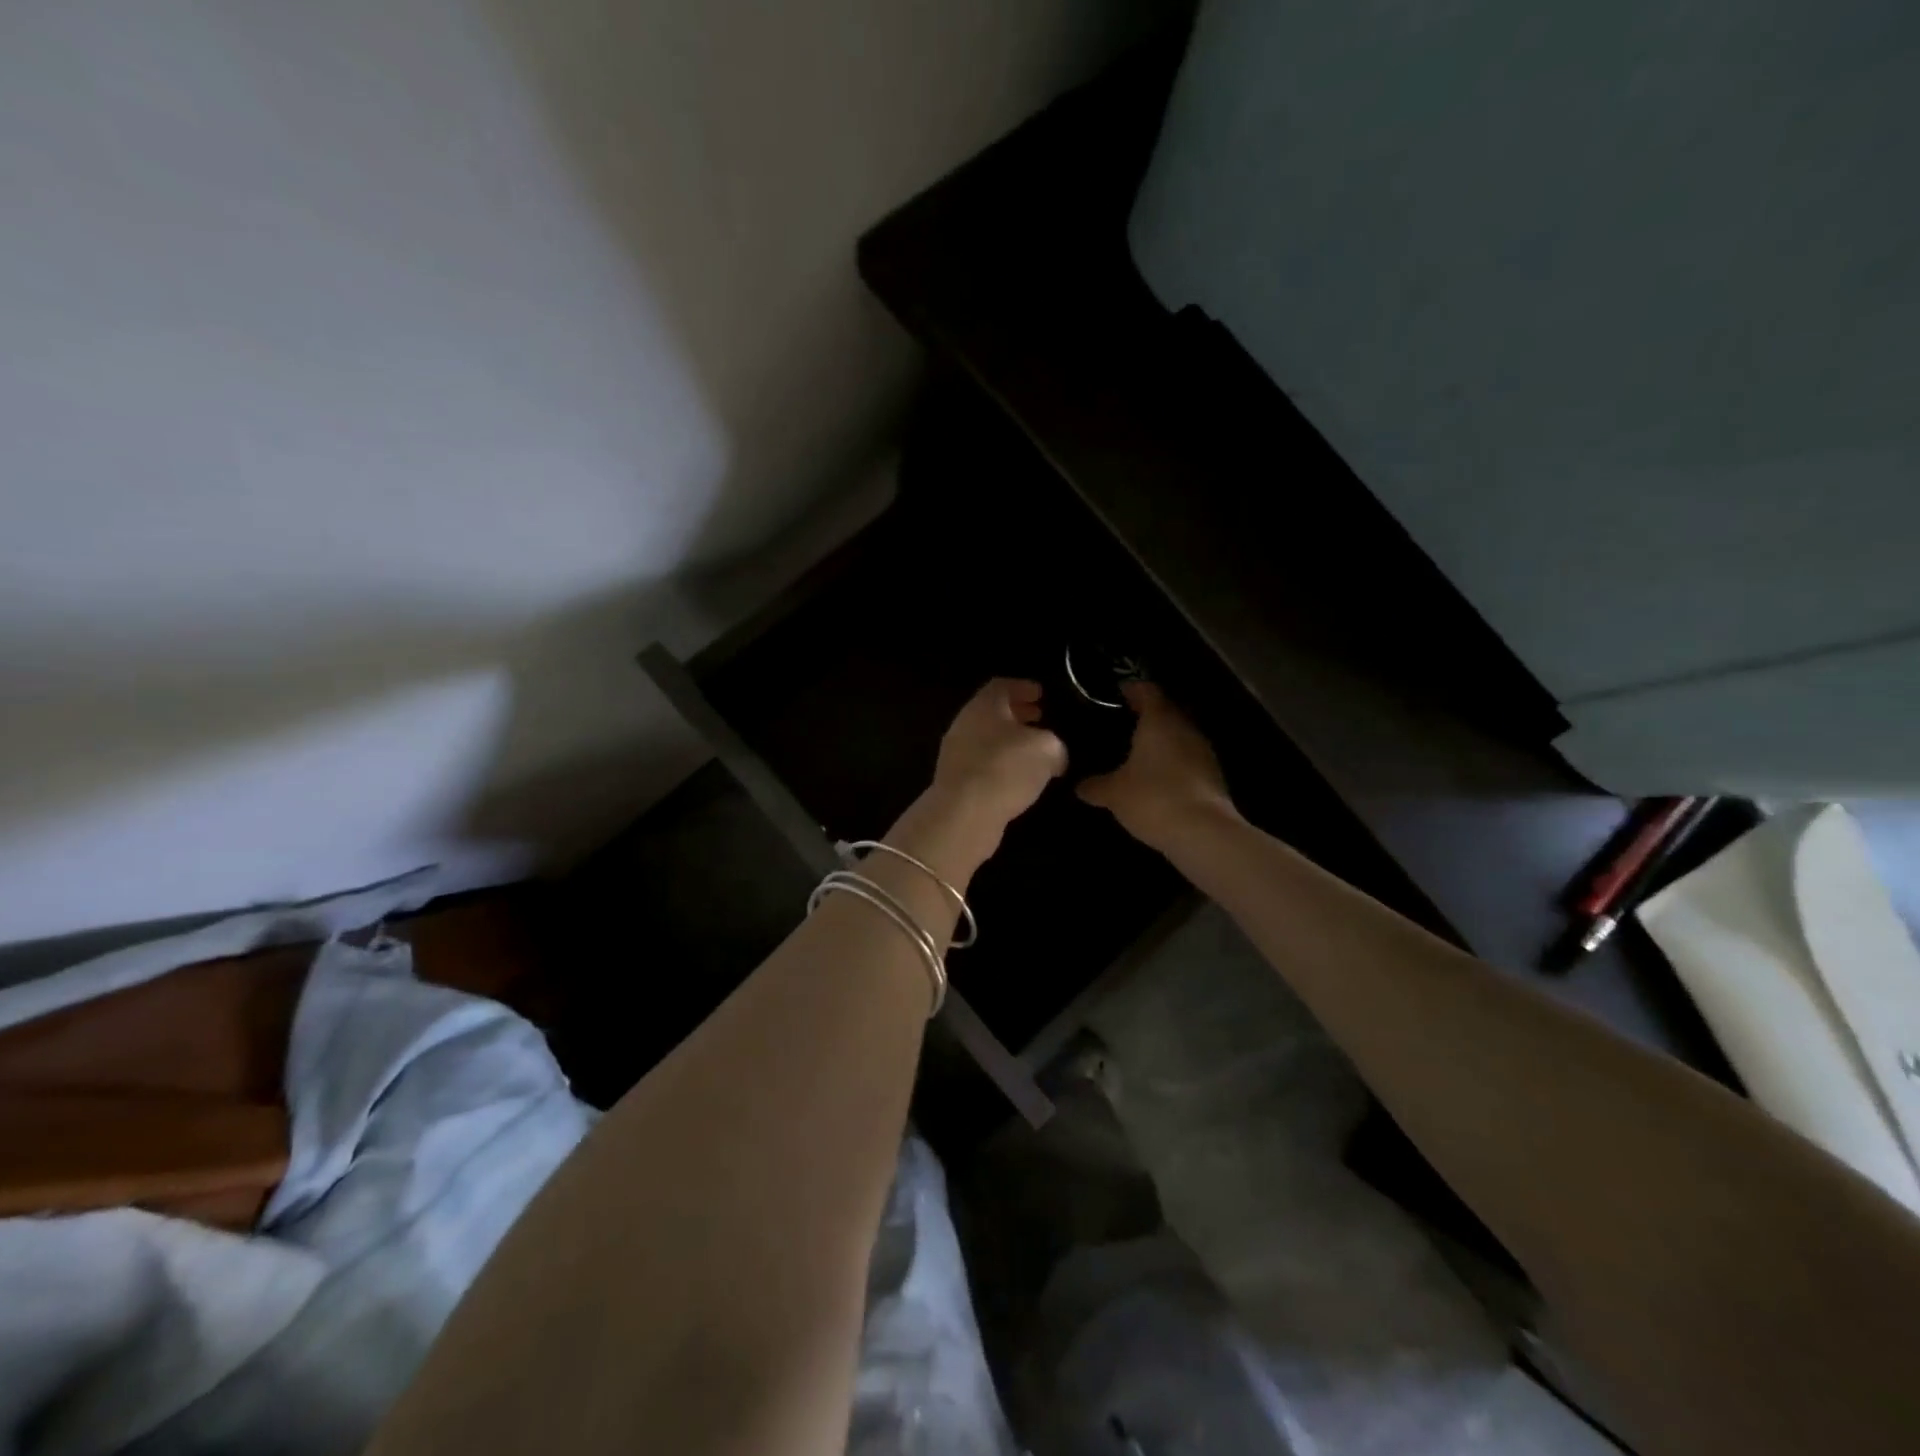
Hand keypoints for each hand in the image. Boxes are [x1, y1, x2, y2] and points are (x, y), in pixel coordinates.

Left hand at [928, 678, 1068, 831]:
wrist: (964, 813)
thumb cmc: (1006, 768)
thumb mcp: (1047, 749)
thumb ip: (1055, 745)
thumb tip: (1055, 756)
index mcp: (984, 705)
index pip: (1003, 685)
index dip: (1023, 687)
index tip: (1041, 695)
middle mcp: (965, 723)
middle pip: (993, 712)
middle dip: (1018, 714)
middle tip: (1041, 719)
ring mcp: (956, 753)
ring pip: (987, 738)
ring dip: (1010, 742)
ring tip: (1034, 753)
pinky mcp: (956, 780)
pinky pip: (983, 764)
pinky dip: (1001, 764)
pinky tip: (1018, 779)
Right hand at [1077, 682, 1236, 848]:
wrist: (1204, 833)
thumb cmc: (1153, 799)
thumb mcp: (1114, 794)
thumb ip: (1096, 786)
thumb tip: (1080, 786)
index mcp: (1159, 721)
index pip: (1147, 691)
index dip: (1131, 690)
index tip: (1117, 694)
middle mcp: (1184, 728)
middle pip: (1166, 711)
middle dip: (1146, 715)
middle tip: (1122, 724)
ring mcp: (1203, 751)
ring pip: (1179, 735)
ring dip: (1162, 740)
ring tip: (1137, 751)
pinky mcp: (1213, 775)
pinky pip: (1187, 758)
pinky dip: (1173, 761)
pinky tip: (1157, 777)